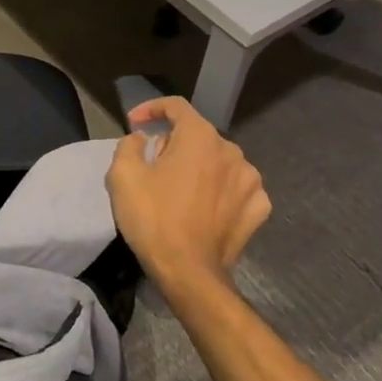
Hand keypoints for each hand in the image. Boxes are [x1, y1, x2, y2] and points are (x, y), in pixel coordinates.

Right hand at [105, 97, 270, 290]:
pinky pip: (235, 188)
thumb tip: (142, 139)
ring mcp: (251, 181)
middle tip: (151, 168)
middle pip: (196, 135)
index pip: (176, 106)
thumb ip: (129, 145)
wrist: (189, 273)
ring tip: (178, 192)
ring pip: (217, 162)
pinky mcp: (259, 208)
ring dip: (198, 168)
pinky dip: (219, 191)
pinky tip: (205, 208)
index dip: (151, 109)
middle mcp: (232, 151)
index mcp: (200, 137)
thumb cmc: (153, 219)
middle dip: (172, 145)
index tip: (134, 123)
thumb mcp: (122, 175)